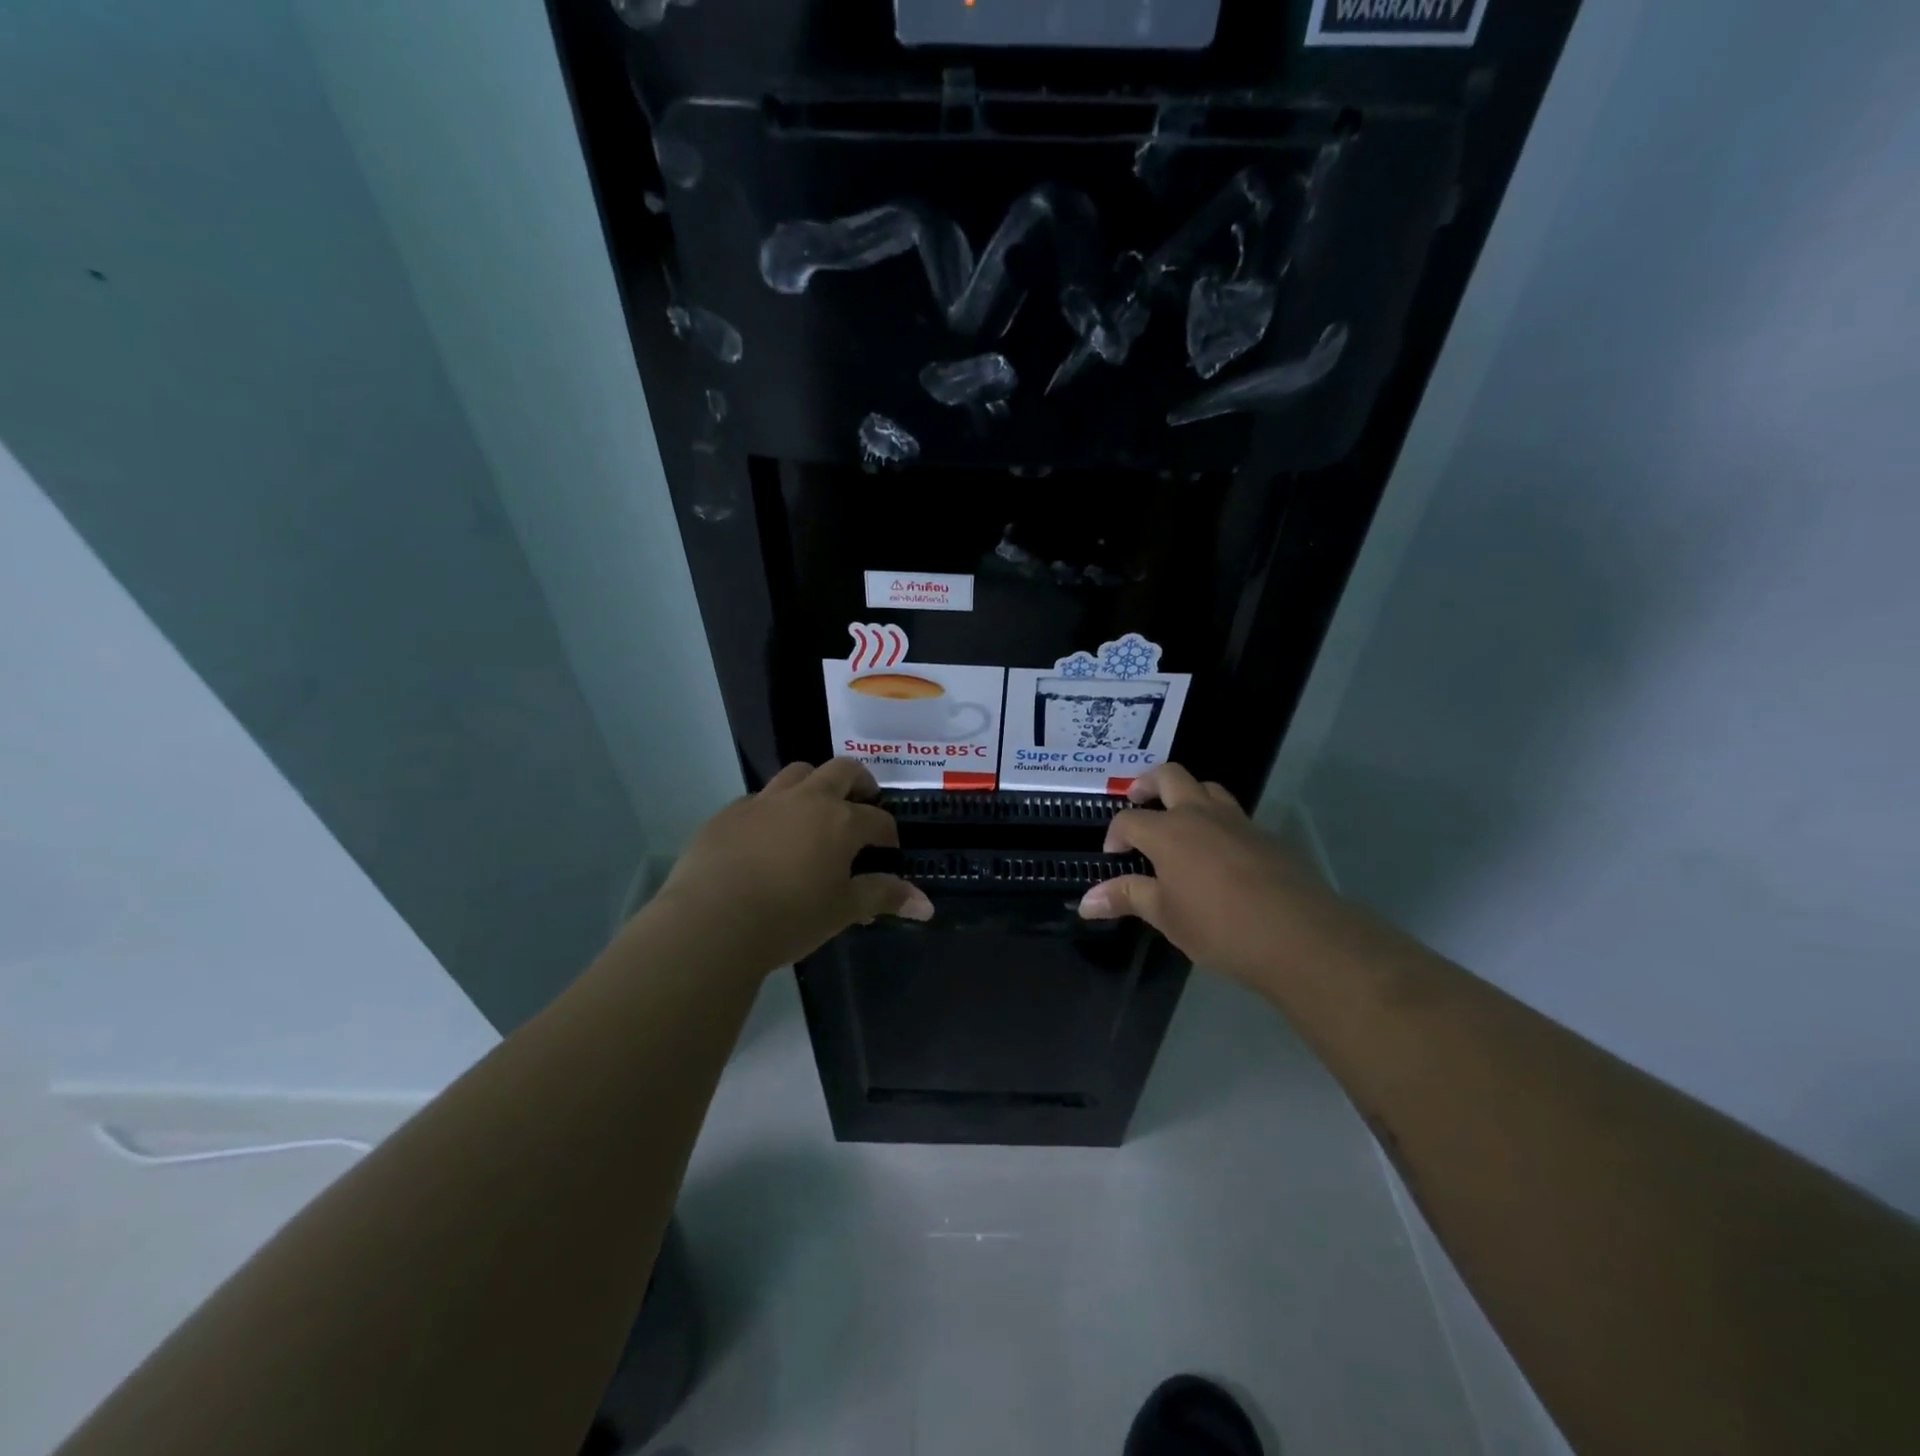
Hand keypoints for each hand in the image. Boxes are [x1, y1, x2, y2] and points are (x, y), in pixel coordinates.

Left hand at [652, 759, 932, 973]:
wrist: (712, 921)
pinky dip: (772, 809)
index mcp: (841, 821)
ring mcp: (764, 801)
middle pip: (841, 770)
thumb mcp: (843, 911)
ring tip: (815, 810)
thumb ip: (884, 897)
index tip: (889, 848)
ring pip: (797, 774)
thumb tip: (927, 905)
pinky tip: (766, 837)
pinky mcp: (729, 813)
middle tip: (862, 802)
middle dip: (858, 782)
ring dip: (814, 785)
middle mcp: (806, 800)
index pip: (877, 818)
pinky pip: (758, 799)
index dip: (888, 832)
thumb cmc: (789, 917)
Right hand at [1077, 763, 1329, 982]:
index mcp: (1168, 831)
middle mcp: (1200, 814)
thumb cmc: (1218, 926)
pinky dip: (1217, 822)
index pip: (1130, 819)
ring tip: (1178, 820)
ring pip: (1207, 788)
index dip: (1115, 833)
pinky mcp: (1265, 836)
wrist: (1297, 935)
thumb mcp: (1165, 915)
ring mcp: (1237, 821)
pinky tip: (1218, 854)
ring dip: (1187, 795)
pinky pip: (1234, 816)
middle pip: (1169, 776)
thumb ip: (1127, 898)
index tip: (1114, 856)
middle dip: (1147, 783)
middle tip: (1137, 800)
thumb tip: (1086, 901)